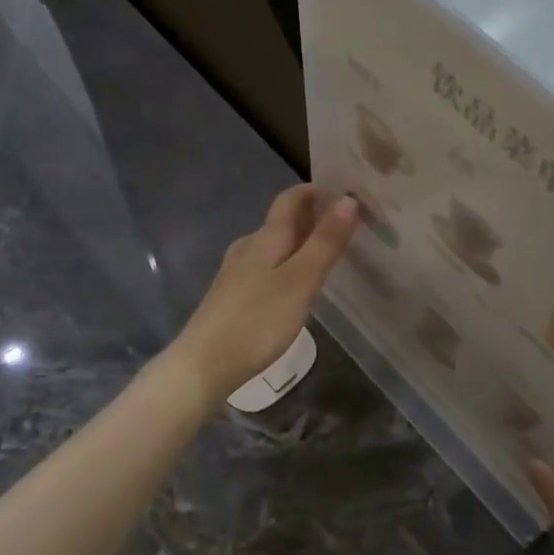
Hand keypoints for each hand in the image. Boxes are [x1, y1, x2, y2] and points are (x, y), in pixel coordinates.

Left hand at [168, 185, 358, 402]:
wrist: (204, 364)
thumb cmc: (258, 320)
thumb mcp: (300, 280)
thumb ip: (325, 241)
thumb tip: (348, 199)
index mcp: (265, 238)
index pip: (291, 199)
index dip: (316, 191)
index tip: (345, 191)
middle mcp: (248, 247)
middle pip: (282, 222)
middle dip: (313, 217)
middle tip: (349, 225)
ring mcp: (236, 272)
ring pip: (274, 246)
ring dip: (301, 243)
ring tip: (330, 255)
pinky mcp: (232, 296)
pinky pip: (266, 267)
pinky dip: (287, 265)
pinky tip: (298, 285)